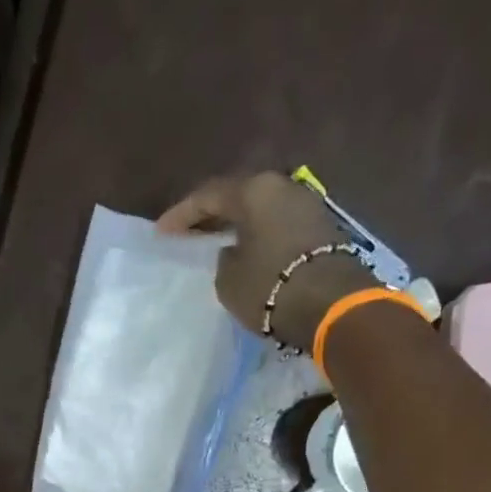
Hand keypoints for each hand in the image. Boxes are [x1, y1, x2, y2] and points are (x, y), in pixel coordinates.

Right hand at [158, 171, 375, 351]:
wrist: (329, 304)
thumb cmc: (269, 286)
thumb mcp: (228, 279)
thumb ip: (224, 258)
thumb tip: (234, 250)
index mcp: (254, 190)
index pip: (208, 196)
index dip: (181, 215)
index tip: (161, 232)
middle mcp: (283, 187)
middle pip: (239, 197)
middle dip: (212, 215)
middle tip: (189, 233)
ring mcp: (307, 205)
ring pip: (261, 211)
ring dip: (238, 225)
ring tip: (217, 243)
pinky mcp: (321, 229)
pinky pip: (278, 226)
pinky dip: (259, 236)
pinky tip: (246, 252)